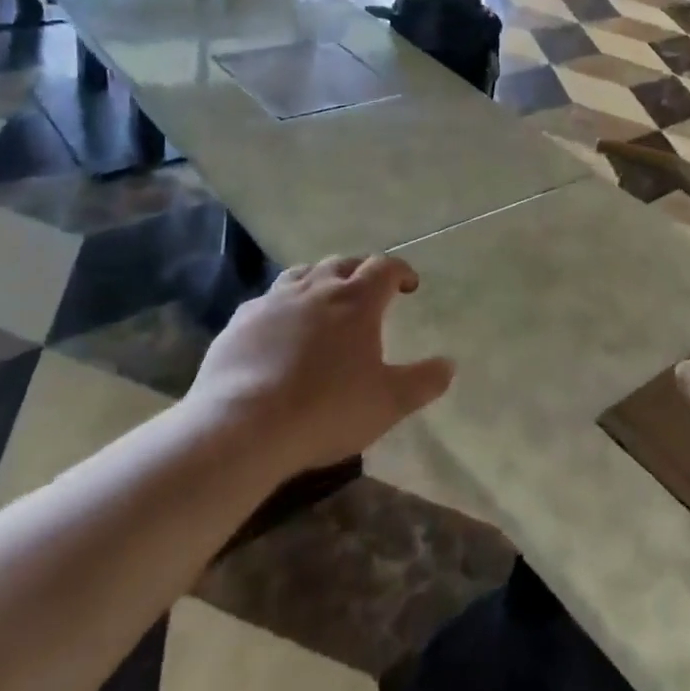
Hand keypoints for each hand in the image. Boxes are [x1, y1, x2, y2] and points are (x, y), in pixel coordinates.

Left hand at [187, 255, 452, 476]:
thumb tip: (449, 365)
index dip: (400, 271)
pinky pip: (267, 301)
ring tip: (324, 300)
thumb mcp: (388, 403)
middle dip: (361, 271)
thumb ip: (423, 382)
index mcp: (356, 300)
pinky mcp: (241, 321)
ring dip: (320, 280)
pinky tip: (279, 329)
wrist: (243, 426)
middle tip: (369, 290)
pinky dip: (283, 306)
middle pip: (343, 263)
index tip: (408, 285)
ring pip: (302, 274)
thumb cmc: (326, 410)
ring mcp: (273, 300)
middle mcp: (316, 288)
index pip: (385, 267)